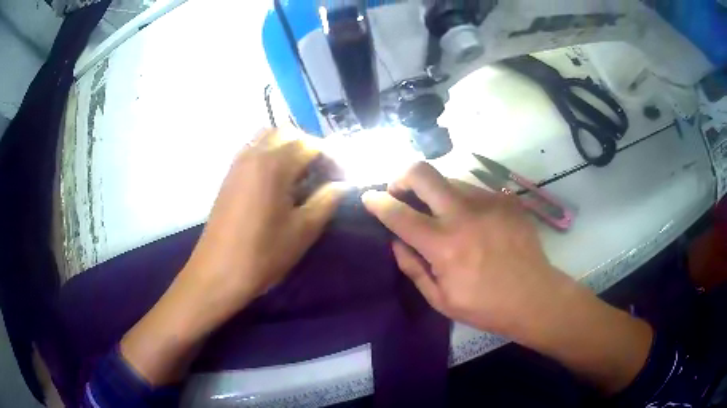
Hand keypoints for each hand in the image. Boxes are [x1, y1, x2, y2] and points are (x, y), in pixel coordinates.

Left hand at [121, 128, 344, 385]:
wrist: (218, 272)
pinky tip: (277, 181)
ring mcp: (237, 163)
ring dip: (288, 147)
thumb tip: (342, 185)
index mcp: (274, 165)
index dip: (331, 156)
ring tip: (301, 174)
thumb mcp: (303, 230)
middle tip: (323, 171)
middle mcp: (254, 154)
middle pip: (287, 134)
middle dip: (309, 146)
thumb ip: (326, 201)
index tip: (342, 174)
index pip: (310, 145)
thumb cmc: (263, 254)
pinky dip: (270, 154)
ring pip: (267, 138)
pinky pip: (253, 150)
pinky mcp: (229, 176)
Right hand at [362, 162, 652, 393]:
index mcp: (444, 246)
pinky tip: (473, 222)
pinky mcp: (506, 199)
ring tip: (442, 213)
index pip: (399, 213)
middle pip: (422, 172)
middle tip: (401, 190)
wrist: (535, 296)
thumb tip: (395, 241)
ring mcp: (488, 201)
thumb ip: (412, 267)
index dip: (377, 202)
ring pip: (448, 178)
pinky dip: (462, 200)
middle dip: (402, 176)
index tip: (369, 197)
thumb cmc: (485, 306)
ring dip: (435, 191)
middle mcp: (464, 214)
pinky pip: (473, 189)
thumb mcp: (440, 299)